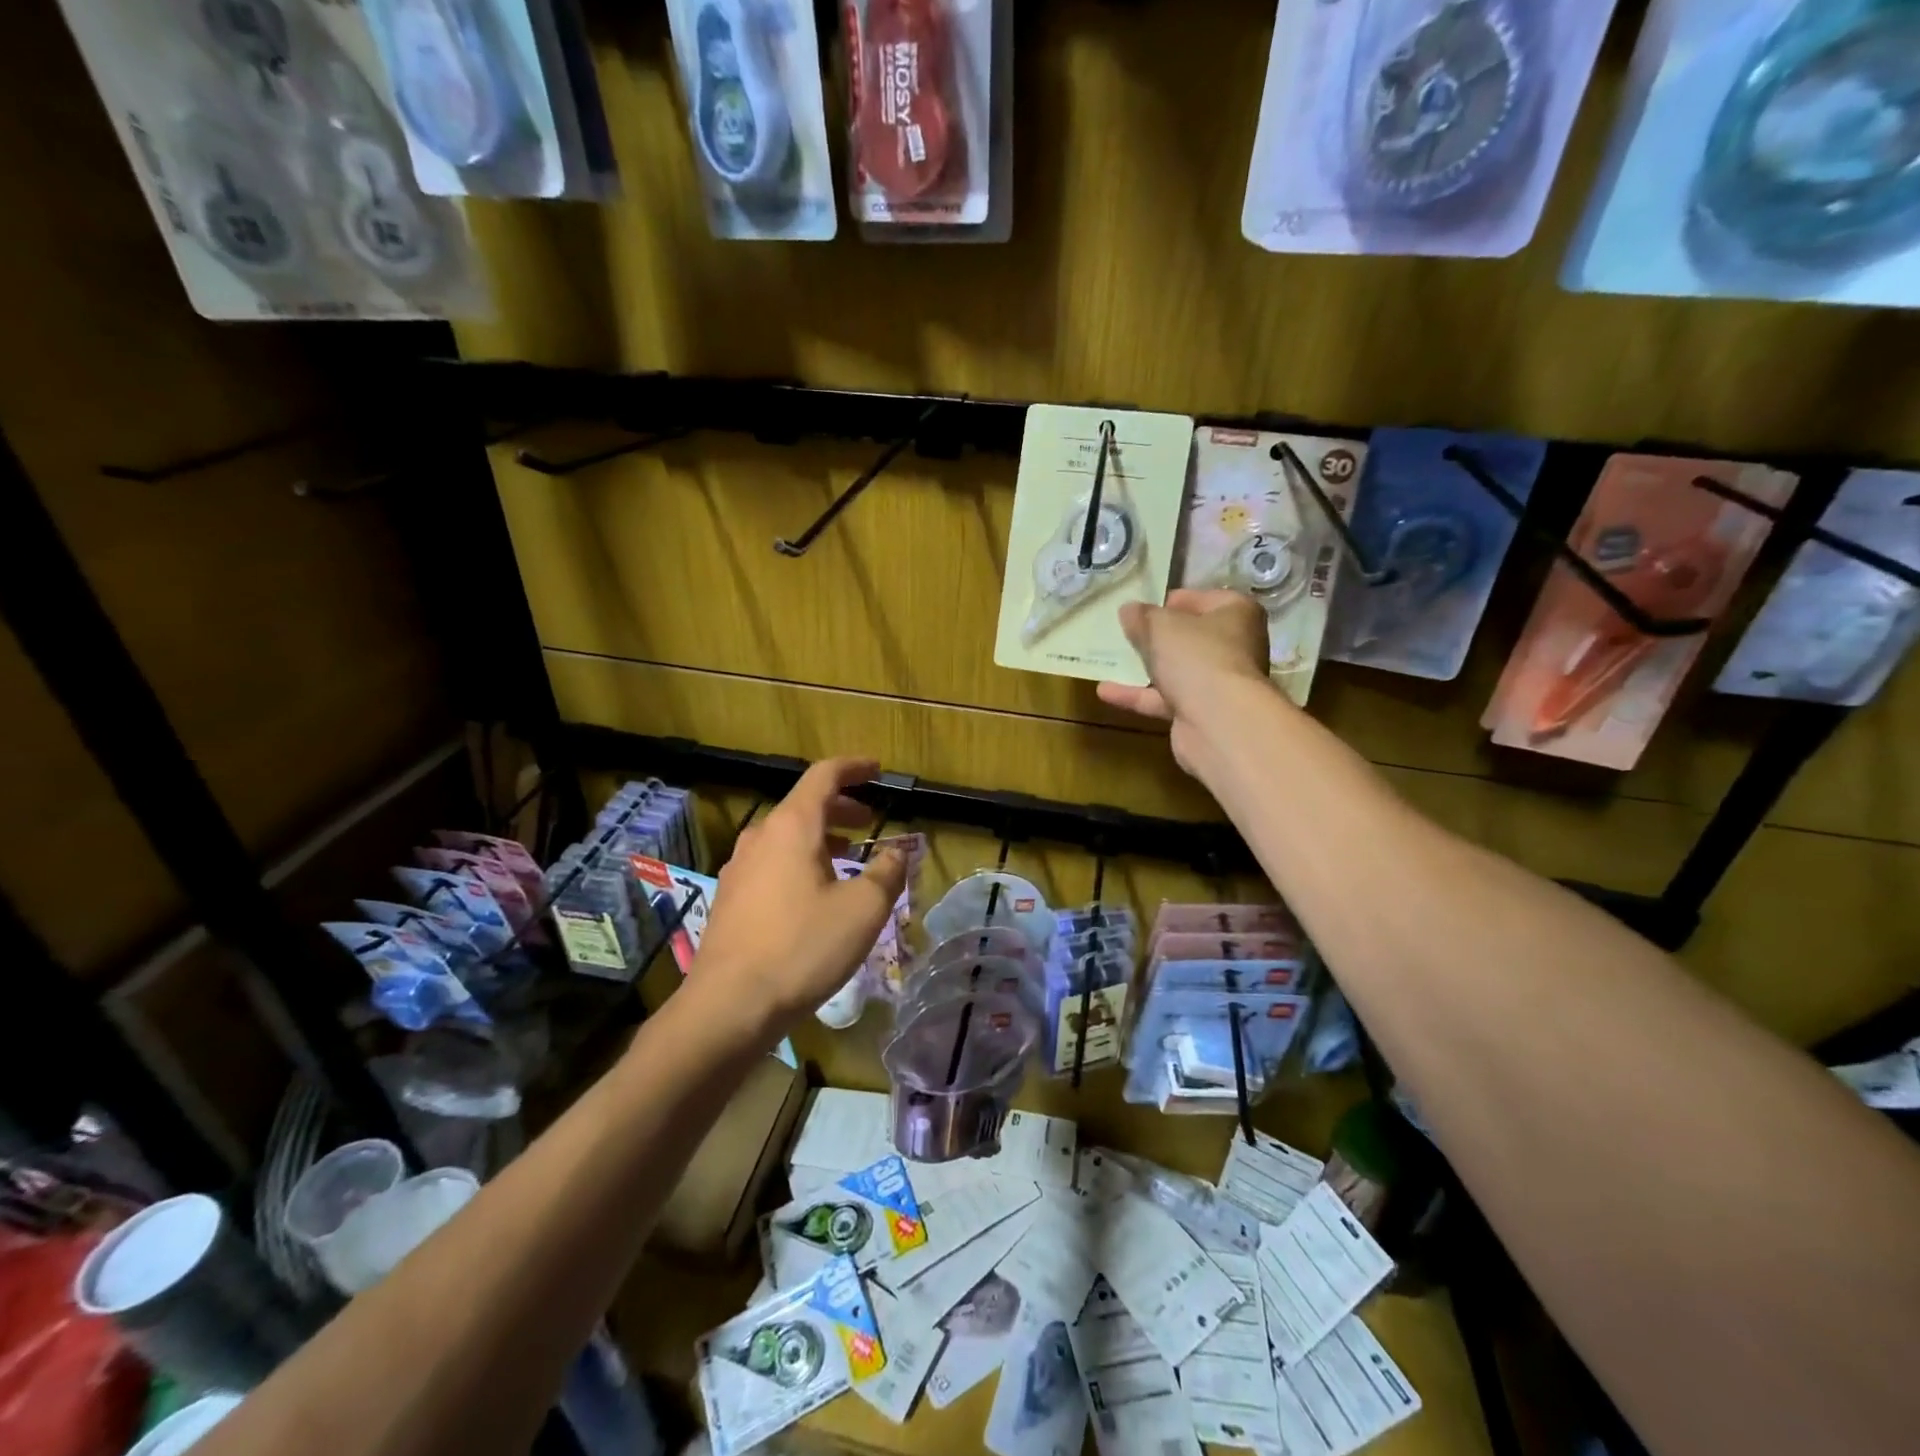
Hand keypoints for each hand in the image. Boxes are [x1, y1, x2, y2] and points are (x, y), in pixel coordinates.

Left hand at [687, 758, 908, 1042]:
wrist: (729, 1005)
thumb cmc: (802, 948)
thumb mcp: (862, 909)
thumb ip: (887, 873)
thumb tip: (898, 852)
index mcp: (792, 826)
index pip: (824, 776)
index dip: (854, 768)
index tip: (877, 769)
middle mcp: (760, 837)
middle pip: (805, 805)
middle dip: (842, 808)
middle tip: (870, 822)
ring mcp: (740, 868)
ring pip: (787, 837)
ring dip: (822, 838)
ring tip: (849, 857)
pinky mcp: (731, 899)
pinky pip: (772, 863)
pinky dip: (800, 861)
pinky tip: (815, 893)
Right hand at [1097, 589, 1273, 773]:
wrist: (1219, 723)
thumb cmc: (1197, 657)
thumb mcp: (1161, 626)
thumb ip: (1142, 616)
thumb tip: (1129, 609)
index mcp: (1236, 614)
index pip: (1205, 598)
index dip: (1174, 600)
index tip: (1145, 605)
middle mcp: (1234, 646)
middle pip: (1191, 637)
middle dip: (1159, 636)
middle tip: (1127, 631)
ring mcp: (1218, 683)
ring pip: (1178, 670)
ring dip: (1146, 667)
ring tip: (1112, 659)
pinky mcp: (1201, 713)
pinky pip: (1165, 699)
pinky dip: (1138, 696)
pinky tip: (1105, 691)